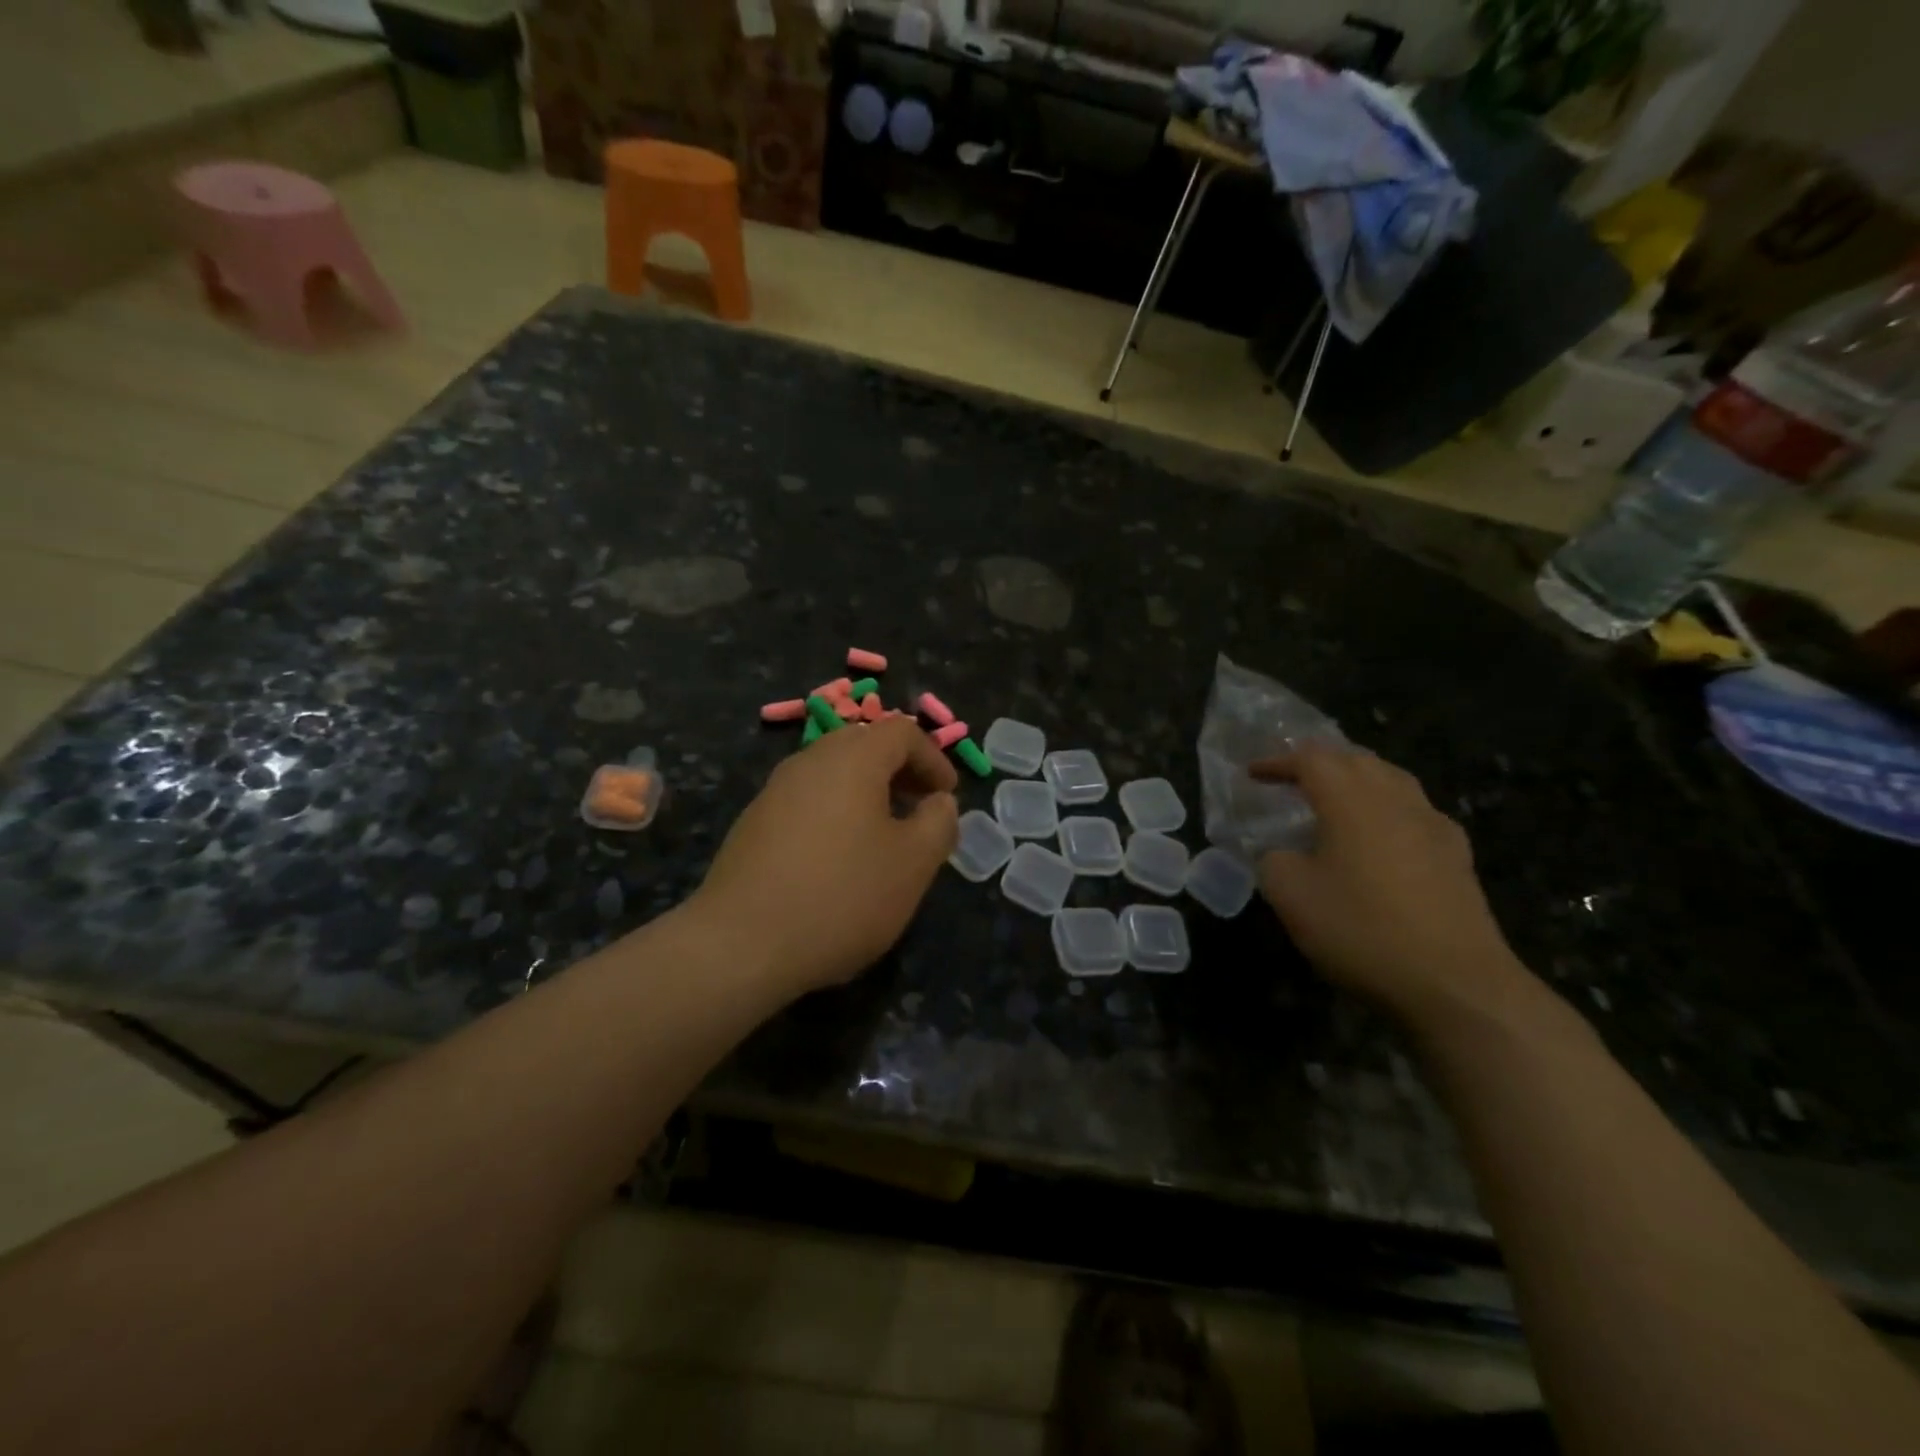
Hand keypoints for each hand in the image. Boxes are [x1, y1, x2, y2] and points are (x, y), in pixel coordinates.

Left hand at [693, 716, 959, 996]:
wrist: (741, 945)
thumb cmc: (842, 896)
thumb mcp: (913, 864)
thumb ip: (939, 822)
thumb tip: (938, 802)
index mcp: (852, 758)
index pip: (902, 731)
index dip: (934, 758)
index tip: (948, 797)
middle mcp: (809, 761)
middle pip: (864, 745)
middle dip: (900, 771)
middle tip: (920, 809)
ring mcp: (774, 790)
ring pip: (833, 773)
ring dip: (867, 792)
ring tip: (884, 837)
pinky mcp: (753, 822)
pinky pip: (807, 800)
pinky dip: (836, 812)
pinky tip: (839, 860)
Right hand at [1251, 744, 1534, 1024]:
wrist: (1455, 984)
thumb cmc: (1361, 930)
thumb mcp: (1291, 896)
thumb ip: (1274, 860)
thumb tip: (1282, 853)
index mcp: (1351, 801)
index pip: (1310, 760)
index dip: (1278, 761)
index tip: (1253, 773)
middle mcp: (1395, 800)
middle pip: (1356, 760)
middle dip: (1320, 761)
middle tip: (1292, 776)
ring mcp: (1433, 826)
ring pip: (1392, 779)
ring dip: (1357, 778)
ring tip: (1335, 796)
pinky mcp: (1458, 856)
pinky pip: (1416, 811)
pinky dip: (1388, 808)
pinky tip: (1383, 835)